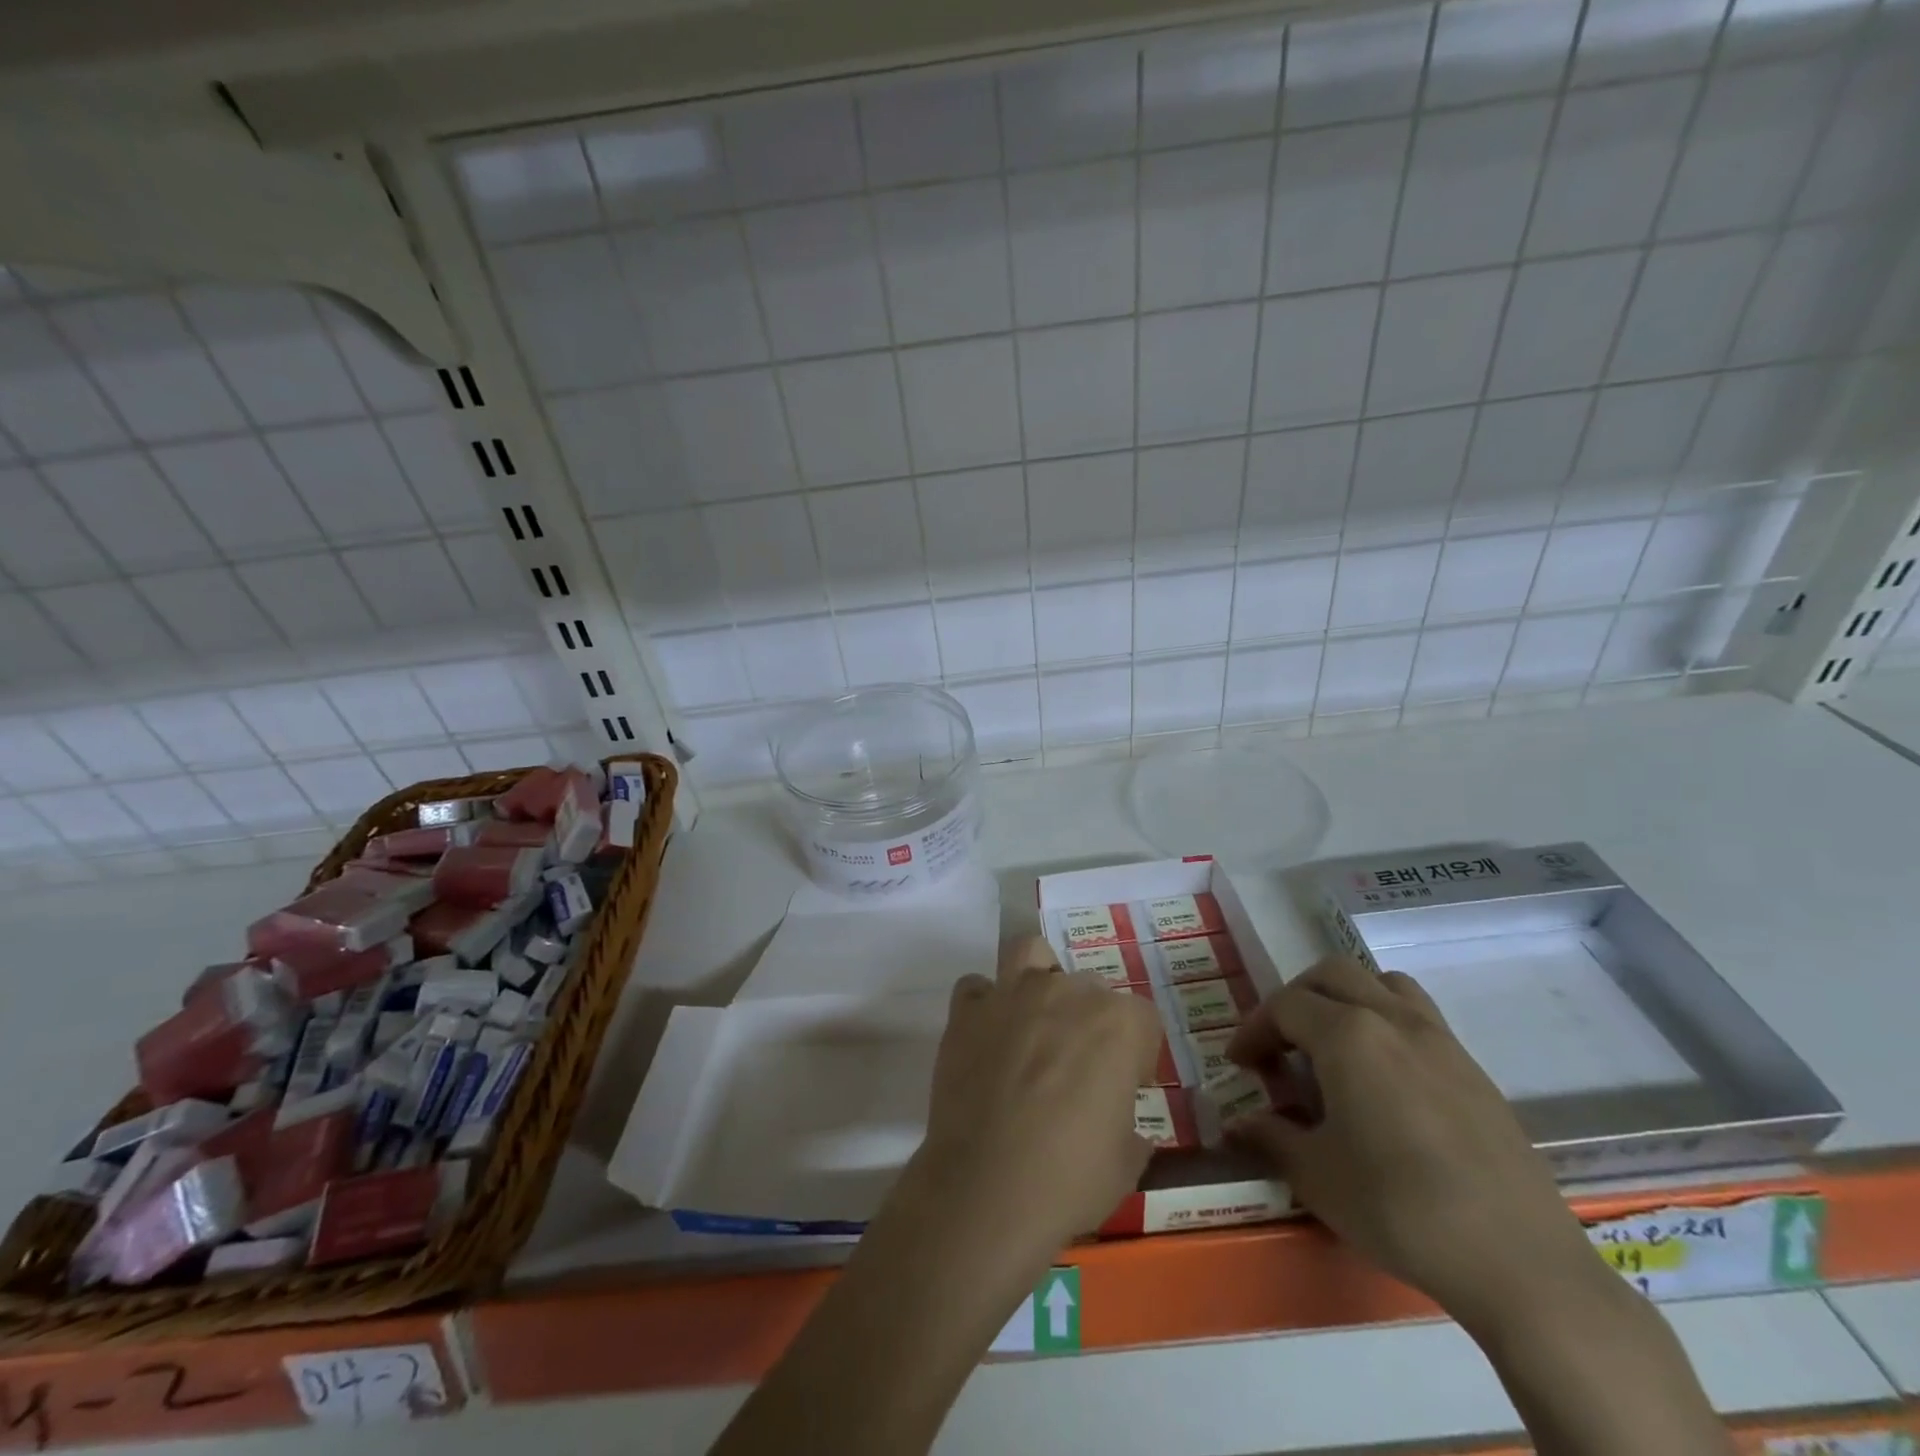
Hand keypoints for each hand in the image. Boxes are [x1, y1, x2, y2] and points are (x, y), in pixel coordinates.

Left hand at [907, 936, 1164, 1263]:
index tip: (1128, 1087)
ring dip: (1037, 976)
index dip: (1138, 1054)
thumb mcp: (1126, 1162)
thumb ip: (1130, 1127)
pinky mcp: (967, 1011)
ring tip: (1034, 1018)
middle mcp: (1066, 992)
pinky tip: (987, 1035)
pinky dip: (984, 1004)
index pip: (1142, 1019)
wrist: (986, 1190)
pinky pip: (977, 988)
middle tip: (1078, 1067)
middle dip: (1089, 1020)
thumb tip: (1123, 1128)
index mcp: (1117, 1023)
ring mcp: (1011, 994)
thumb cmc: (1070, 1180)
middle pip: (1088, 987)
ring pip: (1030, 953)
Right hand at [1226, 956, 1604, 1332]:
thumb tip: (1238, 1124)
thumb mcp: (1316, 1176)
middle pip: (1332, 975)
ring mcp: (1440, 1039)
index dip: (1253, 1029)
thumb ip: (1270, 1137)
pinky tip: (1384, 1078)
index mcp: (1347, 1034)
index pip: (1284, 1006)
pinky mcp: (1474, 1069)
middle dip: (1295, 999)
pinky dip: (1387, 1022)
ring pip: (1382, 983)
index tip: (1240, 1064)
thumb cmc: (1400, 1209)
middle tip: (1281, 1043)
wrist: (1520, 1263)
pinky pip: (1419, 1016)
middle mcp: (1392, 1018)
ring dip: (1347, 998)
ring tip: (1333, 1043)